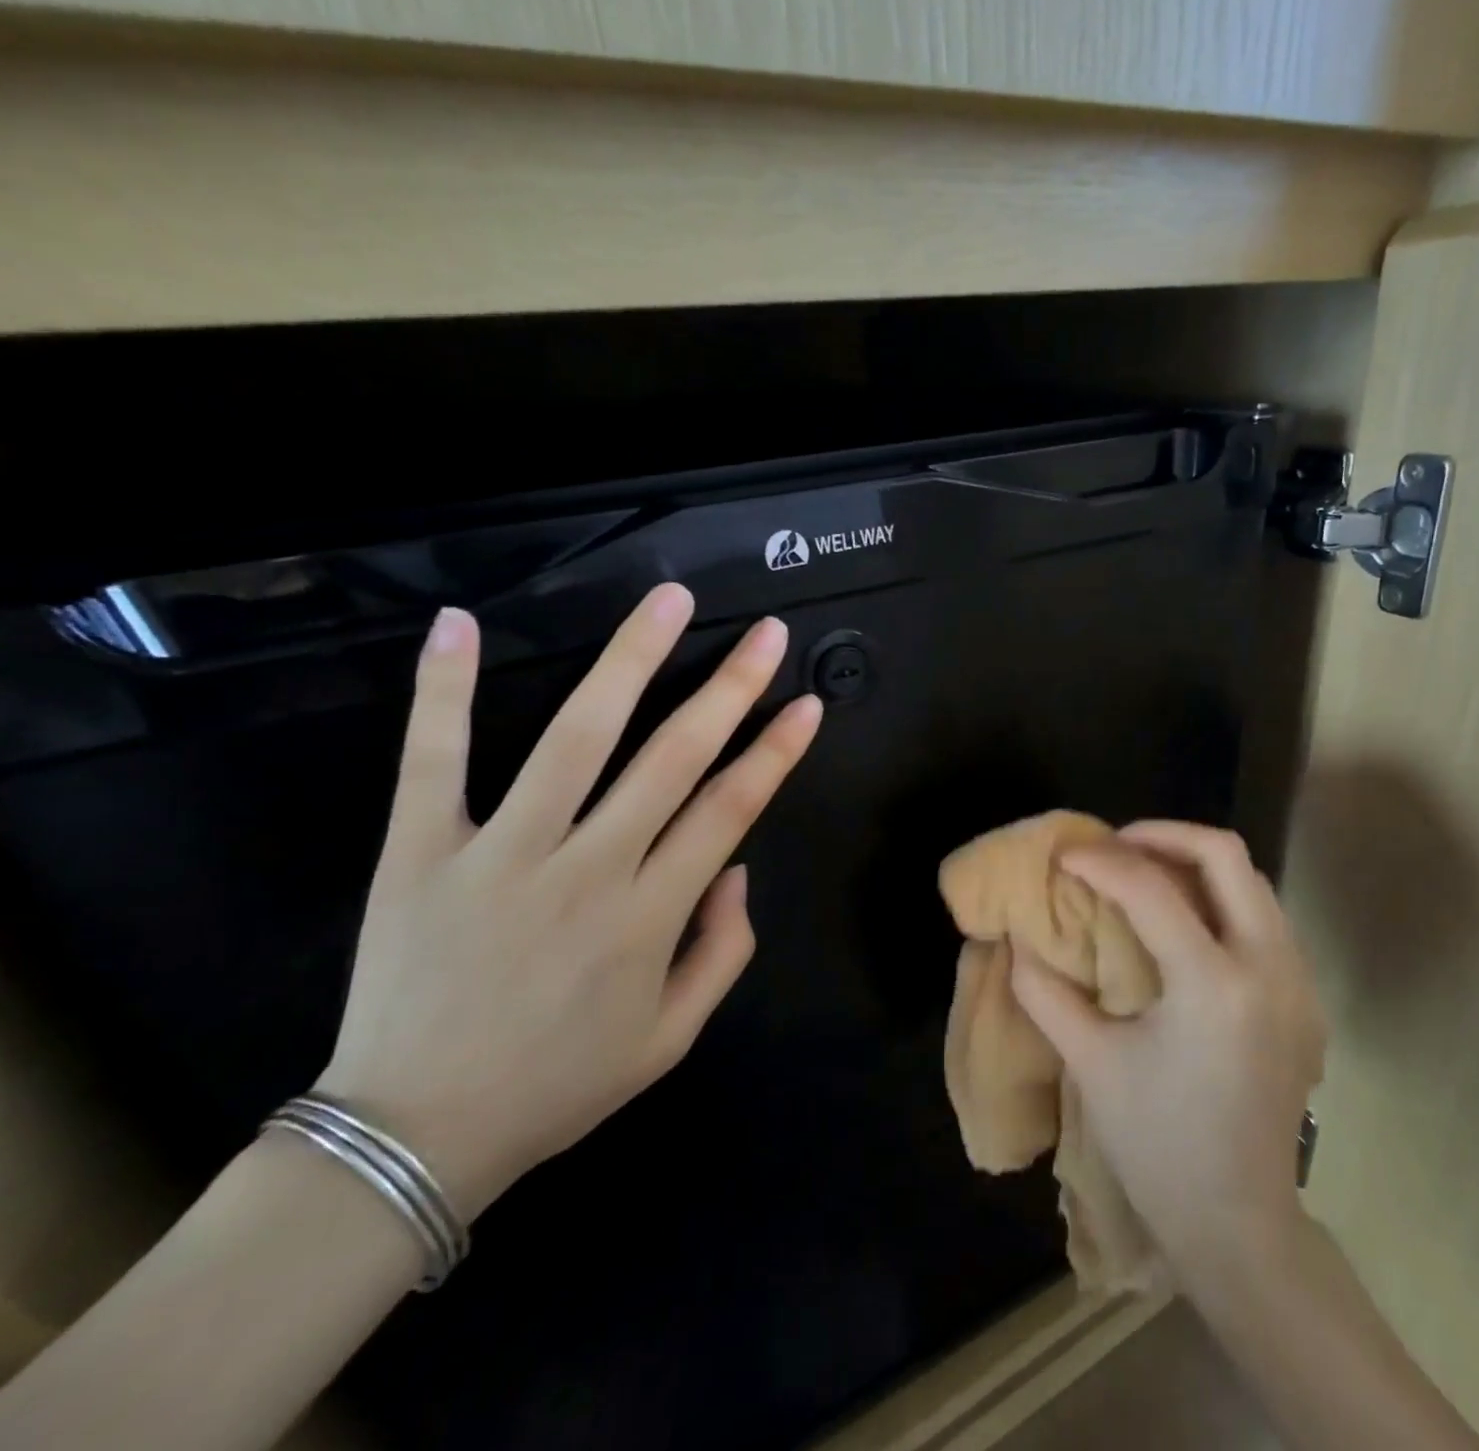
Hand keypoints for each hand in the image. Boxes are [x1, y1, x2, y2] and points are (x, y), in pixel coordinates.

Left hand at [315, 585, 821, 1218]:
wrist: (413, 1136)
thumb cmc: (559, 1085)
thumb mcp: (671, 1038)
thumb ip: (723, 951)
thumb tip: (737, 868)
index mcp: (649, 917)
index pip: (730, 811)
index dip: (775, 752)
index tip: (807, 704)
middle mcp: (587, 870)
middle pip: (672, 759)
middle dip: (729, 689)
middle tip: (766, 633)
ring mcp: (500, 854)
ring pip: (575, 738)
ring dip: (628, 662)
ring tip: (668, 602)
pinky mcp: (419, 851)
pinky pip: (431, 760)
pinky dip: (441, 691)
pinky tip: (460, 622)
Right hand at [1010, 821, 1326, 1277]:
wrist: (1238, 1223)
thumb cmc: (1158, 1146)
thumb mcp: (1090, 1063)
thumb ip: (1045, 992)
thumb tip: (1016, 942)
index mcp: (1214, 987)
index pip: (1153, 890)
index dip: (1101, 861)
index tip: (1064, 855)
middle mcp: (1270, 970)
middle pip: (1226, 856)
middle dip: (1163, 835)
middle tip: (1113, 846)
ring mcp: (1299, 984)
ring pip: (1253, 882)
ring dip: (1194, 864)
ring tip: (1142, 875)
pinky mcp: (1305, 1002)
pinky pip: (1264, 920)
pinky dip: (1219, 900)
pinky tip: (1182, 926)